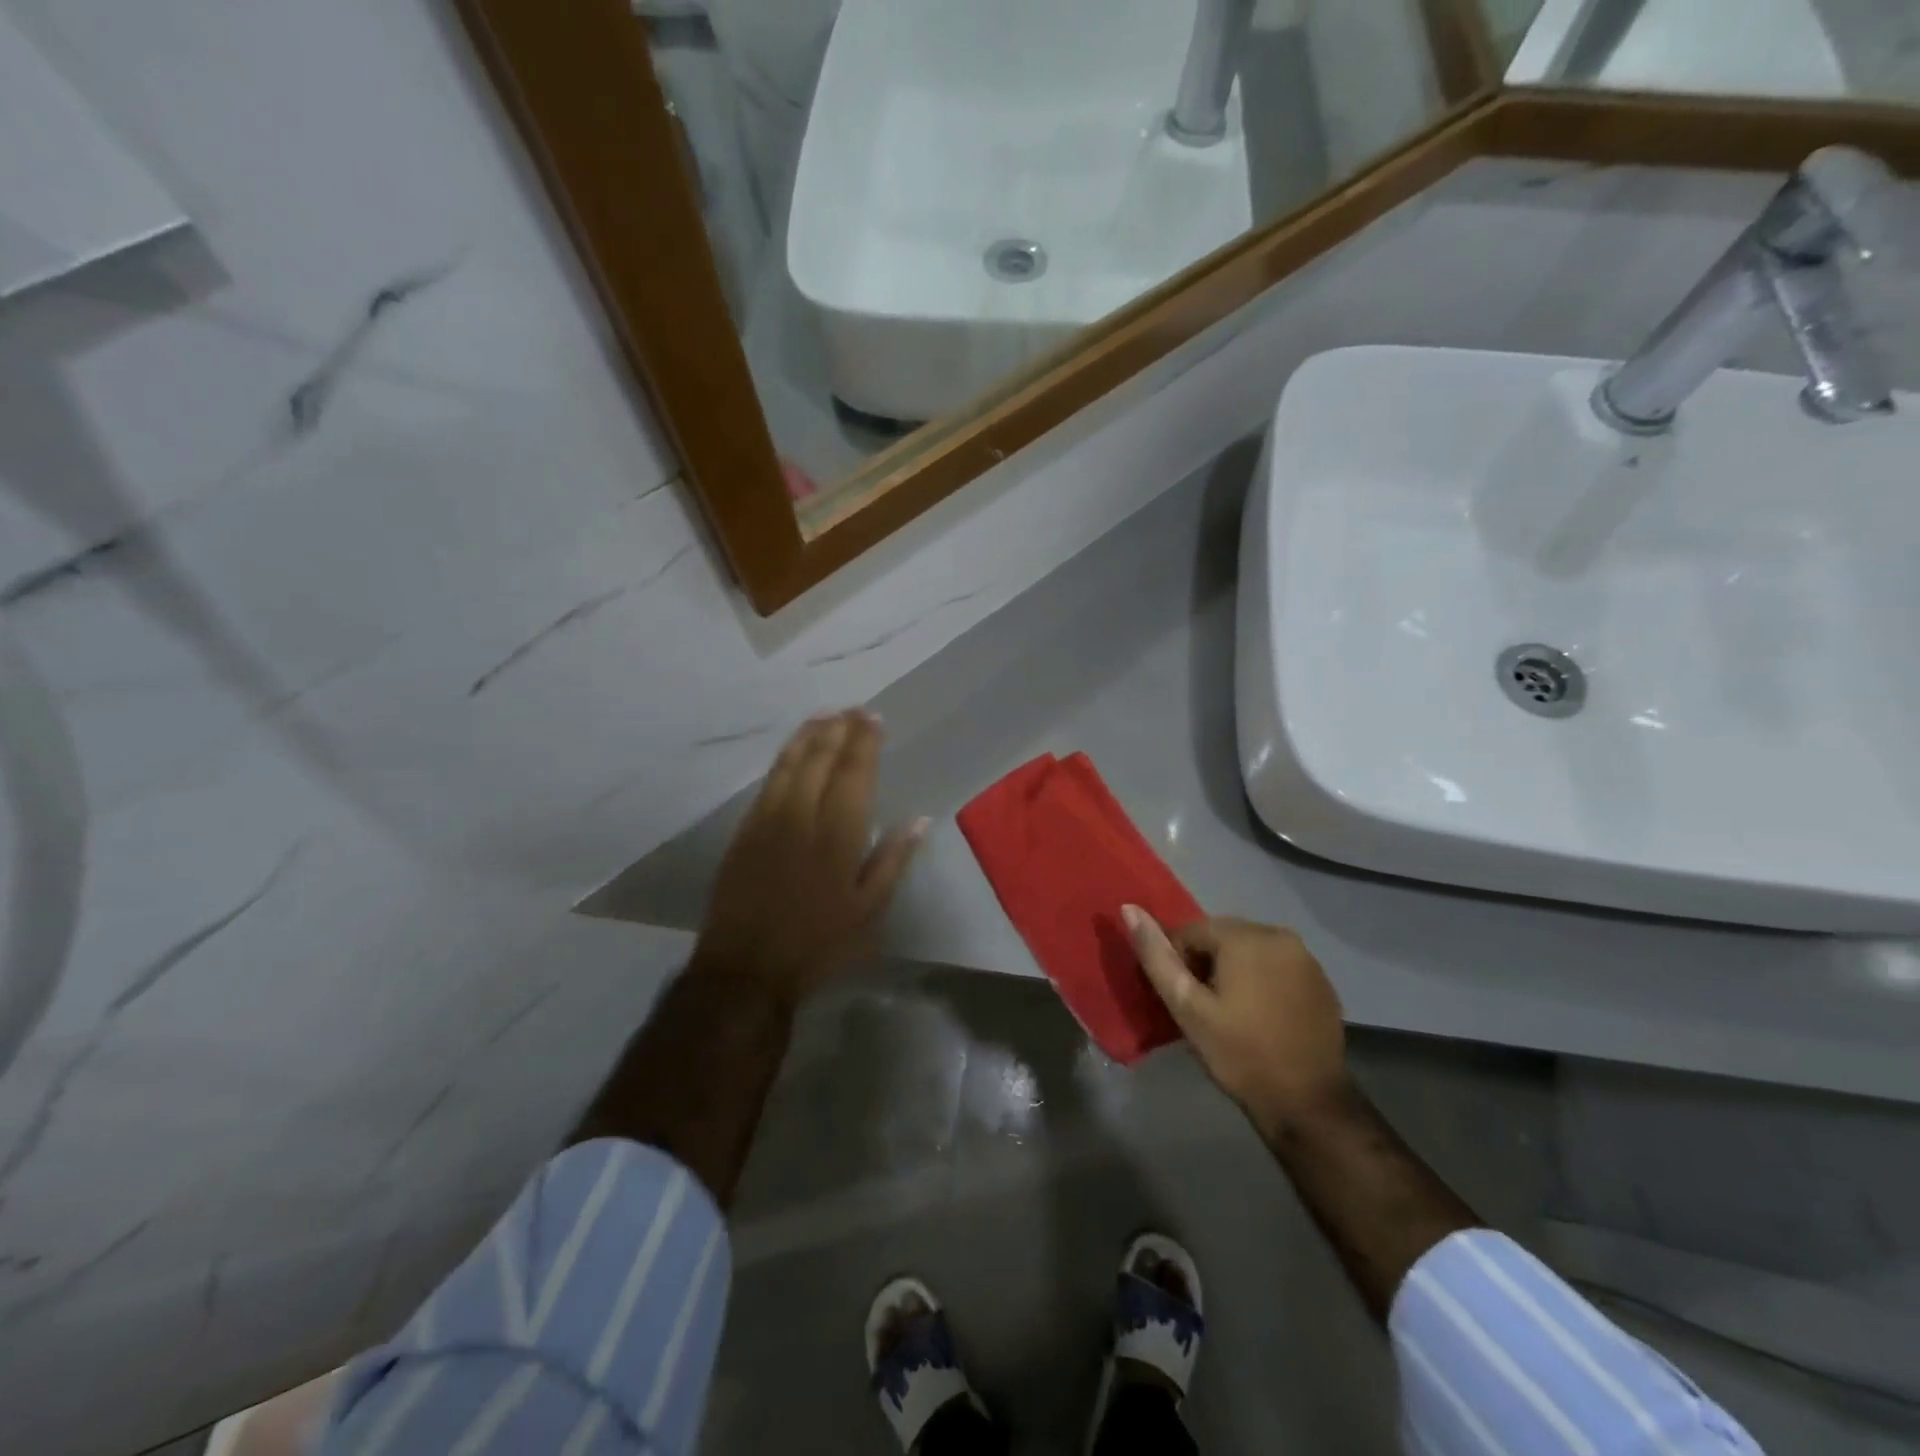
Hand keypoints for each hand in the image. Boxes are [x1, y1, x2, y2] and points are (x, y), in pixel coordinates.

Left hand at [693, 710, 927, 1006]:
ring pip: (790, 763)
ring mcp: (768, 819)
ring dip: (809, 735)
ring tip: (826, 715)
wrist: (746, 966)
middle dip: (839, 729)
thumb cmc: (818, 943)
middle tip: (854, 709)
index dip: (865, 742)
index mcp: (838, 835)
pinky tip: (793, 749)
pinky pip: (768, 781)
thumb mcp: (869, 911)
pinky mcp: (745, 829)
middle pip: (821, 759)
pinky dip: (784, 757)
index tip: (874, 719)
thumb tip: (919, 820)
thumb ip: (893, 860)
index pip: (854, 773)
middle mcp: (802, 816)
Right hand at [1123, 909, 1350, 1138]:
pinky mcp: (1321, 979)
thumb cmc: (1240, 1054)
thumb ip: (1157, 957)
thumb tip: (1129, 909)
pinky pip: (1277, 965)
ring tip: (1230, 1012)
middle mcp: (1278, 934)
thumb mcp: (1187, 1008)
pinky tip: (1261, 1014)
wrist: (1307, 1103)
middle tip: (1202, 1007)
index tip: (1181, 999)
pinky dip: (1262, 979)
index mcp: (1244, 937)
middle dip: (1206, 963)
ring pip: (1250, 950)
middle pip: (1222, 937)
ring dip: (1234, 970)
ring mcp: (1305, 957)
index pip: (1191, 931)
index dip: (1177, 962)